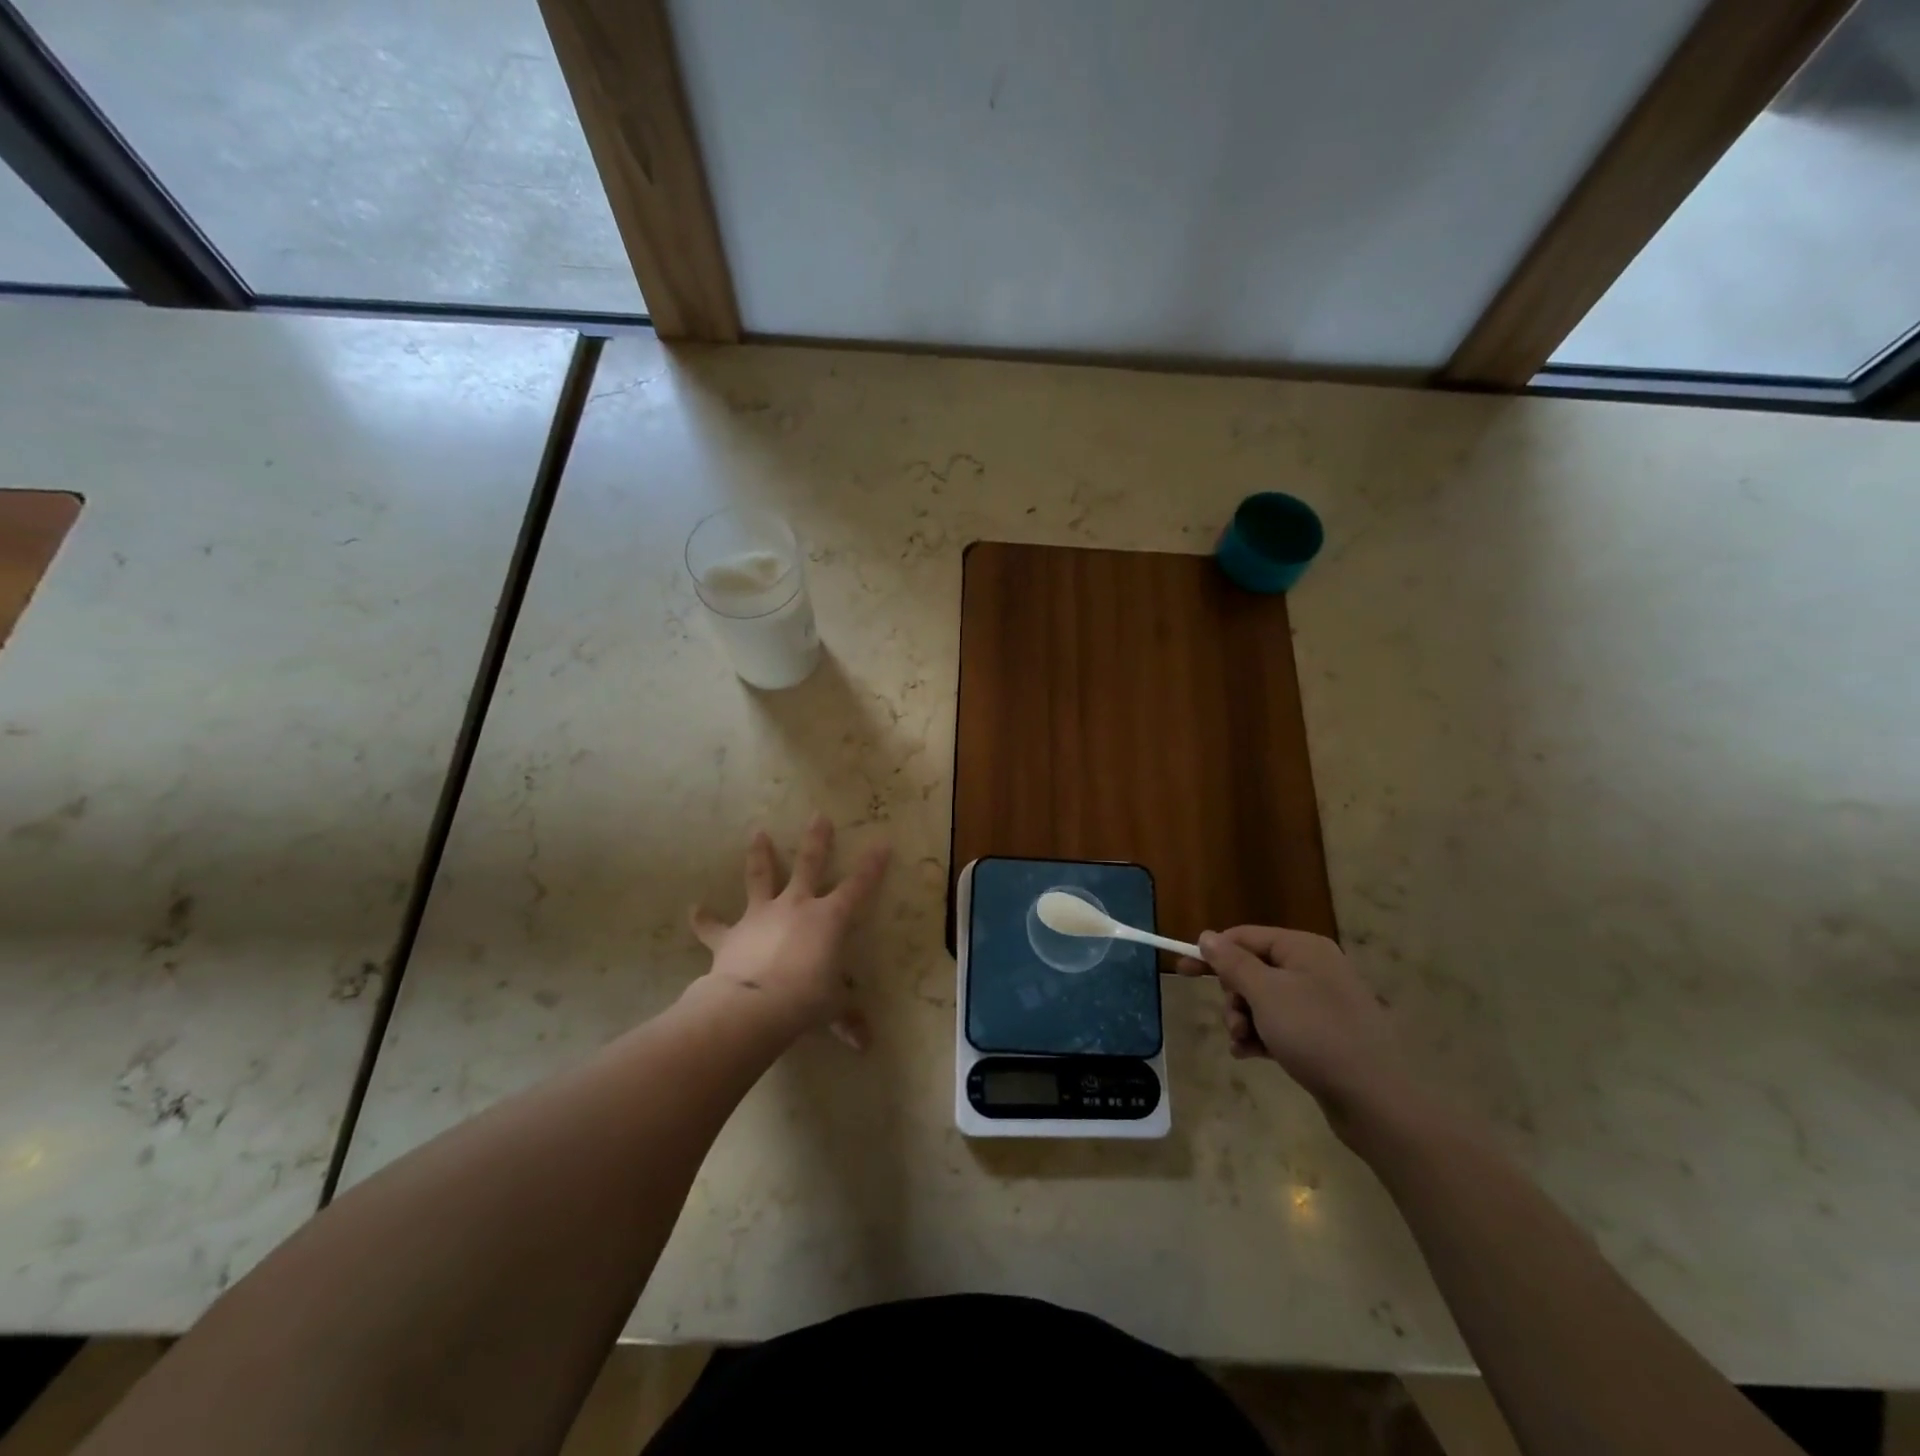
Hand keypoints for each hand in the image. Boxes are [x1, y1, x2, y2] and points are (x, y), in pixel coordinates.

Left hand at [688, 815, 889, 1047]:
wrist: (754, 1005)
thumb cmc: (805, 1000)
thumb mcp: (832, 1009)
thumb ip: (847, 1020)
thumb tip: (865, 1045)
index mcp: (829, 919)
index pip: (858, 886)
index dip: (872, 866)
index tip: (882, 843)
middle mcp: (796, 906)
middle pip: (809, 864)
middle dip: (816, 840)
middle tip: (818, 816)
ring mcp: (761, 916)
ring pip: (761, 877)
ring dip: (759, 855)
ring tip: (757, 833)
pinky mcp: (731, 934)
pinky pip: (714, 926)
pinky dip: (704, 919)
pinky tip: (695, 910)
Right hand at [1177, 927, 1412, 1138]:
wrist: (1377, 1100)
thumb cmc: (1316, 1034)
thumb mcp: (1265, 993)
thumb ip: (1232, 962)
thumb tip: (1207, 936)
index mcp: (1303, 948)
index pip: (1245, 937)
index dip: (1212, 952)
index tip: (1181, 969)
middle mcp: (1314, 968)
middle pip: (1252, 970)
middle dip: (1233, 996)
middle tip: (1233, 1020)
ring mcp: (1321, 1003)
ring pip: (1263, 1001)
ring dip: (1244, 1020)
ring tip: (1242, 1044)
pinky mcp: (1324, 1035)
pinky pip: (1279, 1025)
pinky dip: (1261, 1037)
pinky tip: (1250, 1055)